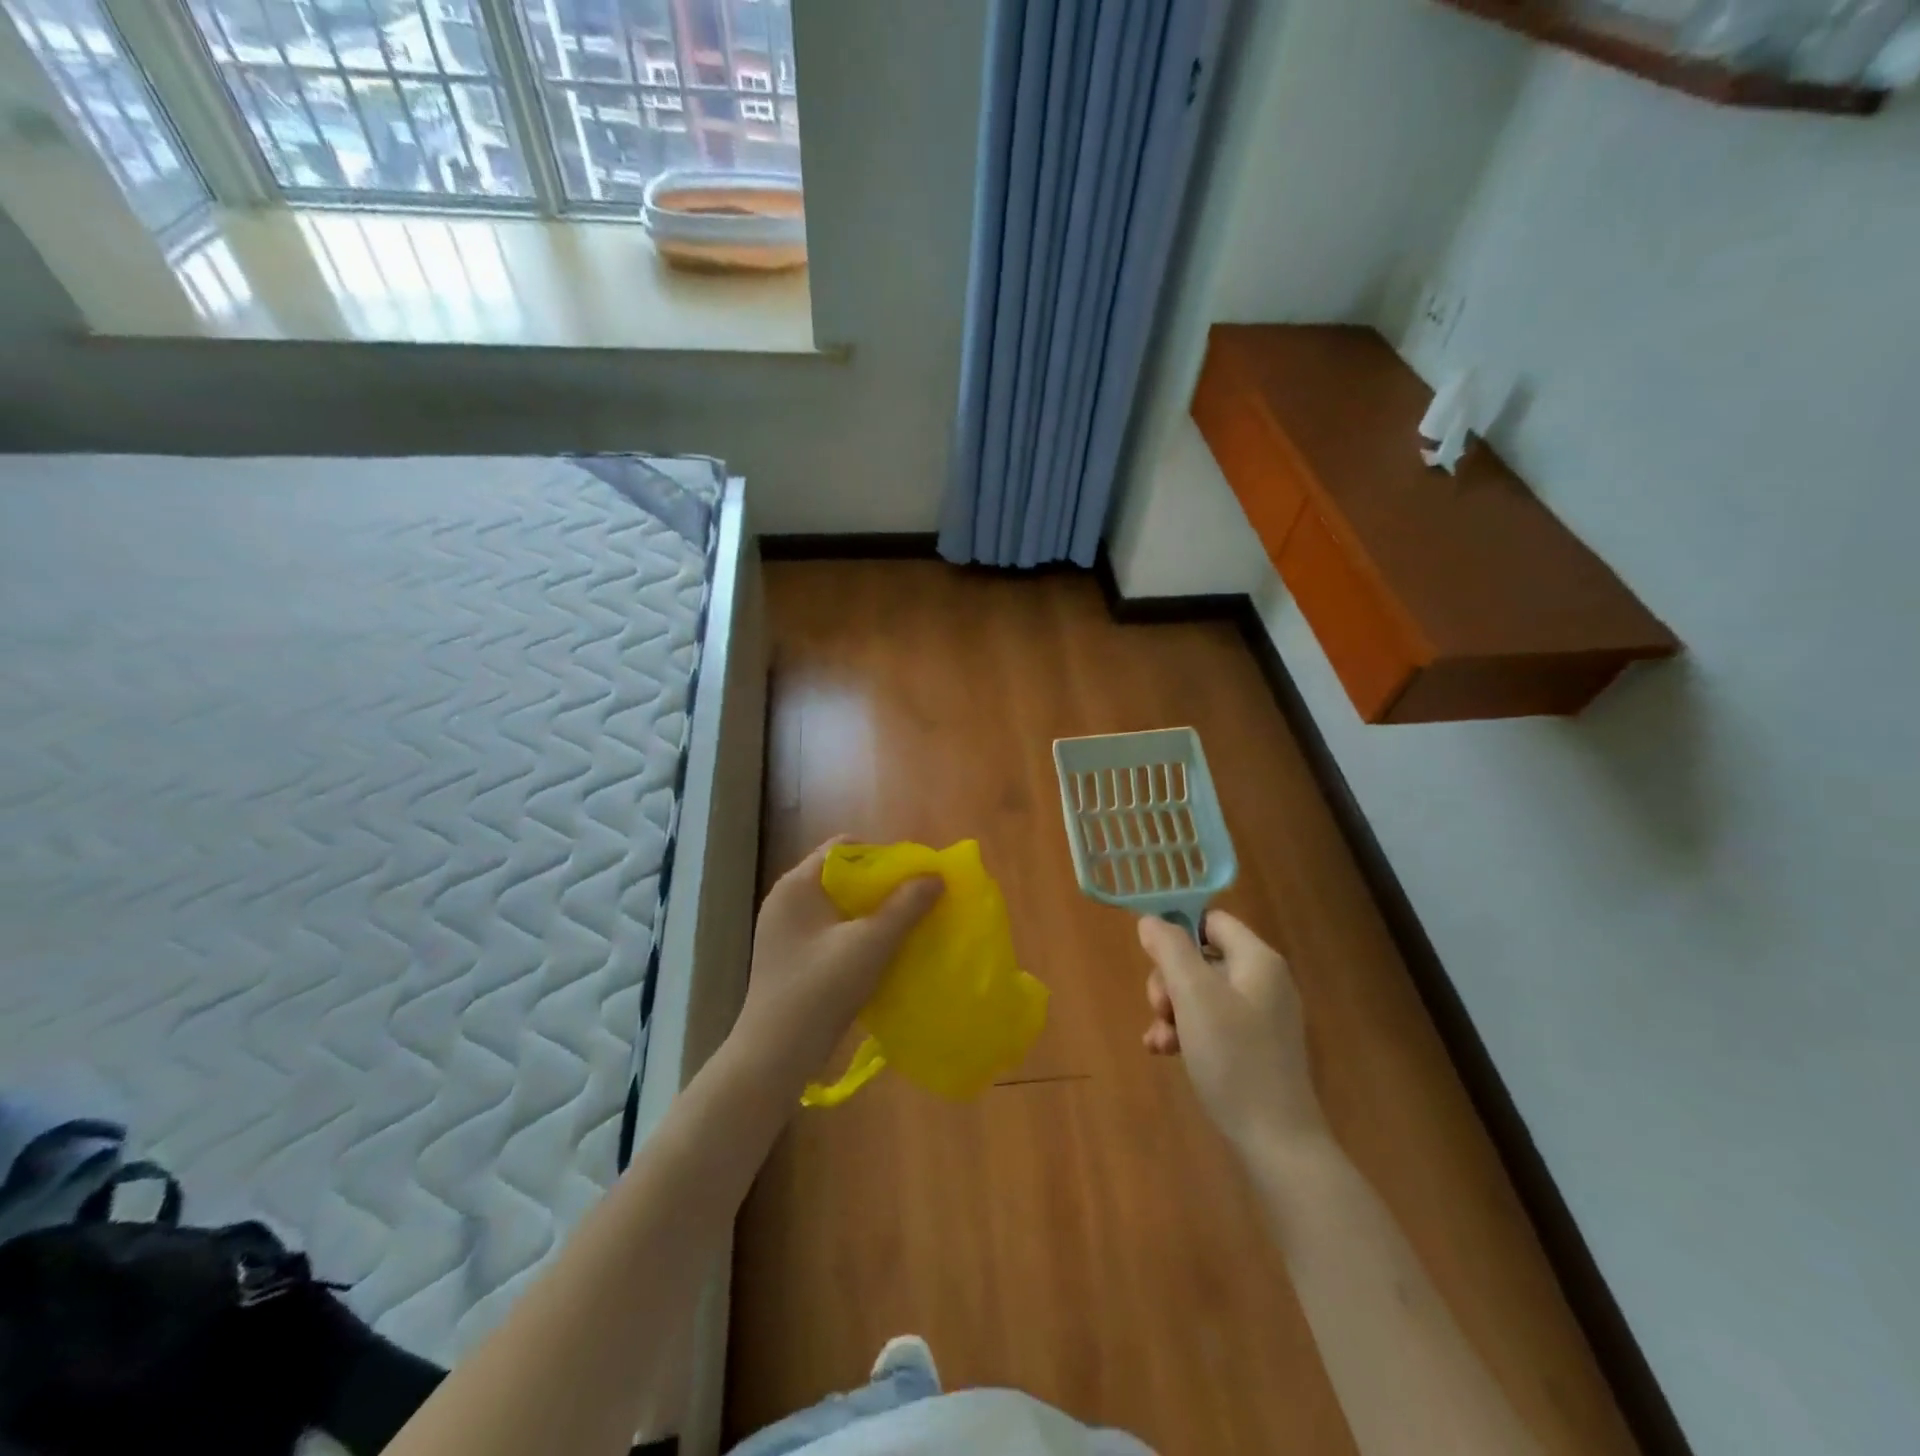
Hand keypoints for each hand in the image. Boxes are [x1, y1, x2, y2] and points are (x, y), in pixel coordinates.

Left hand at [733, 839, 941, 1085]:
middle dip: (881, 885)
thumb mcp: (870, 944)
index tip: (914, 875)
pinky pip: (829, 930)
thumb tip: (936, 875)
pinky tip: (880, 952)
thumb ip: (905, 906)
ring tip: (906, 925)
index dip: (882, 855)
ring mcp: (785, 930)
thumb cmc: (820, 990)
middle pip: (842, 875)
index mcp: (797, 885)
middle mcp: (786, 900)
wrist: (774, 1057)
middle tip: (917, 900)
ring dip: (871, 912)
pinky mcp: (789, 957)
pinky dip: (856, 933)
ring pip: (837, 906)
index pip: (844, 847)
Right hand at [1140, 910, 1325, 1153]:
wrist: (1277, 1142)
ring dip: (1172, 1011)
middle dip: (1169, 981)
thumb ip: (1170, 949)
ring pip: (1200, 993)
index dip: (1177, 931)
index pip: (1211, 920)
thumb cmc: (1234, 1058)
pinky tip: (1166, 1053)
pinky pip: (1211, 1023)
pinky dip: (1186, 1032)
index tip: (1151, 959)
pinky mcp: (1254, 1047)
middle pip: (1200, 957)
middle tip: (1159, 1008)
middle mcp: (1263, 981)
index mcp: (1257, 960)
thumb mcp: (1193, 996)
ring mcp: (1260, 1016)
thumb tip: (1150, 921)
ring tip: (1160, 1041)